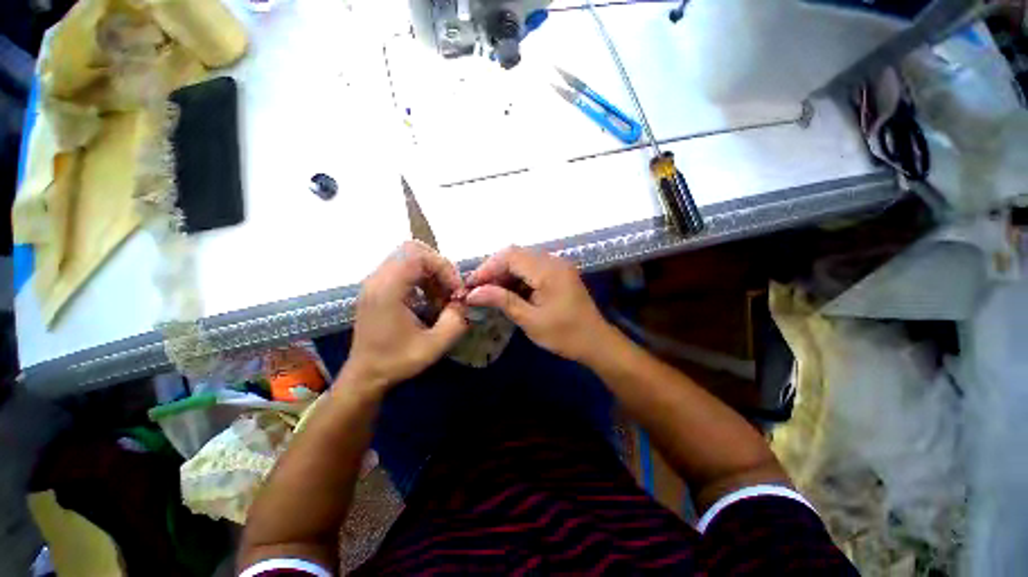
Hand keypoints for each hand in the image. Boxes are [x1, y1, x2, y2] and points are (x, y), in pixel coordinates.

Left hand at [344, 241, 468, 391]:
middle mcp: (377, 280)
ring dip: (431, 273)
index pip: (417, 255)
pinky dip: (422, 279)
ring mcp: (375, 282)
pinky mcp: (378, 288)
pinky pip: (404, 269)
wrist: (365, 376)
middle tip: (449, 289)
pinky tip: (429, 300)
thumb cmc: (396, 362)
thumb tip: (467, 301)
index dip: (443, 267)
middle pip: (412, 250)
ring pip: (409, 258)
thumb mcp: (433, 346)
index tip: (455, 290)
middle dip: (438, 266)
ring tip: (441, 297)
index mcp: (387, 290)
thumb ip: (456, 321)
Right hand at [465, 246, 611, 362]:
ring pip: (523, 260)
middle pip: (515, 254)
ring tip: (489, 291)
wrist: (596, 341)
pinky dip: (517, 277)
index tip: (471, 285)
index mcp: (548, 270)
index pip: (510, 256)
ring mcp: (557, 265)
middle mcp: (553, 261)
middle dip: (494, 269)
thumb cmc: (564, 334)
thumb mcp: (530, 320)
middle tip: (478, 289)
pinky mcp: (558, 273)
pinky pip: (532, 268)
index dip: (488, 268)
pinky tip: (508, 292)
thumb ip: (502, 301)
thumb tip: (473, 293)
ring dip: (505, 273)